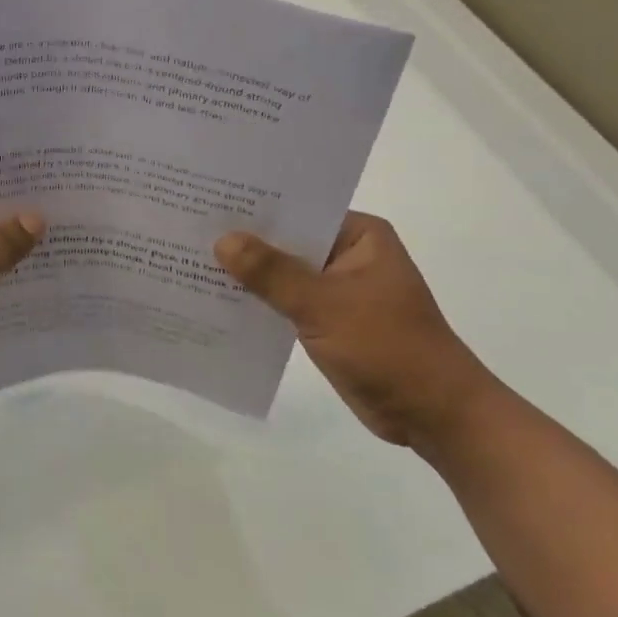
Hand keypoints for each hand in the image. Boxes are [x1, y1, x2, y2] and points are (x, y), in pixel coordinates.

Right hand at [214, 212, 501, 451]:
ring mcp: (335, 289)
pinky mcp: (324, 320)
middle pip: (285, 241)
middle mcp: (346, 255)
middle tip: (185, 229)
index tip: (206, 201)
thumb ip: (272, 273)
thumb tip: (223, 240)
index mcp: (359, 236)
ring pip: (280, 273)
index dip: (253, 208)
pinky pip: (281, 301)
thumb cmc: (389, 348)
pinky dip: (255, 301)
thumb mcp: (325, 305)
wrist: (432, 415)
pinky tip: (213, 298)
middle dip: (242, 241)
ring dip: (245, 274)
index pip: (297, 210)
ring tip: (187, 259)